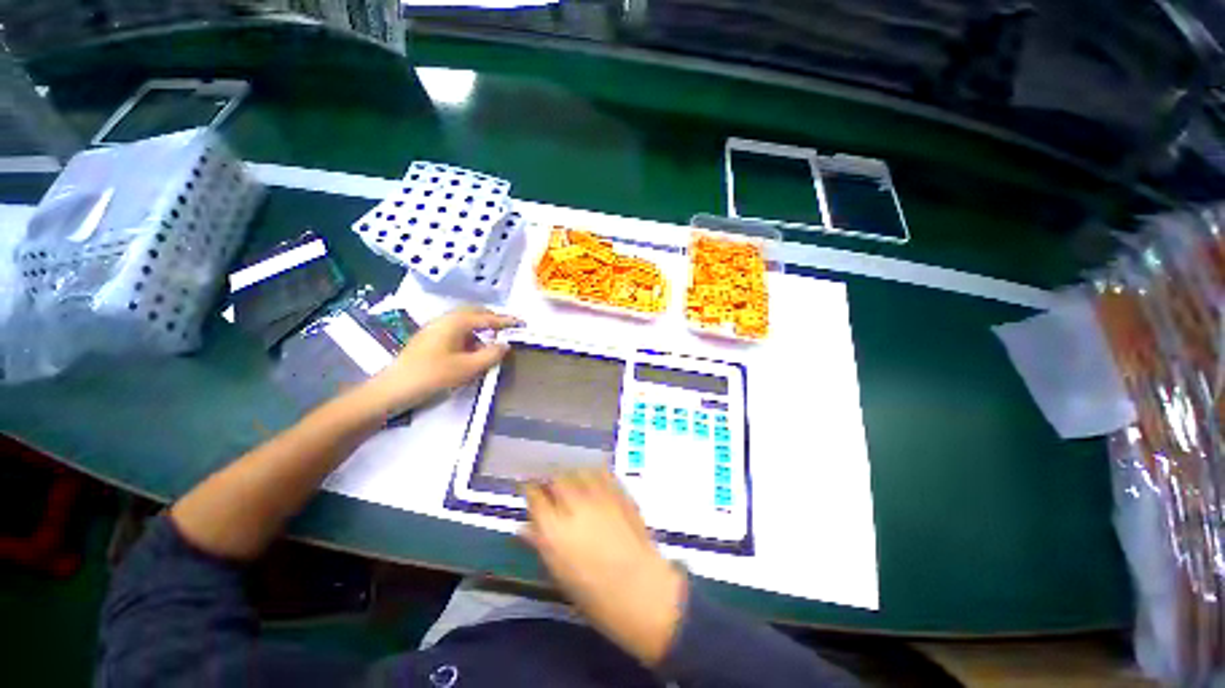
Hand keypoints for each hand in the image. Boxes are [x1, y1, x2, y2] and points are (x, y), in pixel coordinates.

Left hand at [358, 306, 519, 416]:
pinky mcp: (429, 338)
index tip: (522, 323)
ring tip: (493, 341)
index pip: (487, 318)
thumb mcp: (468, 367)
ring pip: (464, 322)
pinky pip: (456, 330)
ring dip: (481, 328)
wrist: (393, 389)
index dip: (506, 321)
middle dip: (493, 319)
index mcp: (456, 322)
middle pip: (474, 313)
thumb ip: (491, 354)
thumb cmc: (433, 375)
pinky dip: (470, 336)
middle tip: (508, 329)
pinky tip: (473, 350)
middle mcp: (445, 319)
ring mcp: (435, 328)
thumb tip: (505, 345)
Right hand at [522, 468, 686, 666]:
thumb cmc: (595, 594)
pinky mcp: (619, 492)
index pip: (535, 497)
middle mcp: (574, 506)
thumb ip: (541, 544)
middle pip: (557, 478)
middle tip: (551, 487)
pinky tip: (593, 479)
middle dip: (551, 480)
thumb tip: (526, 528)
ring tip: (572, 481)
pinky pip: (602, 472)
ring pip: (579, 471)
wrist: (641, 589)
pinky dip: (594, 474)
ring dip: (572, 475)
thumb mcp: (560, 573)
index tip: (529, 490)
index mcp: (554, 530)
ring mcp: (599, 496)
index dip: (530, 490)